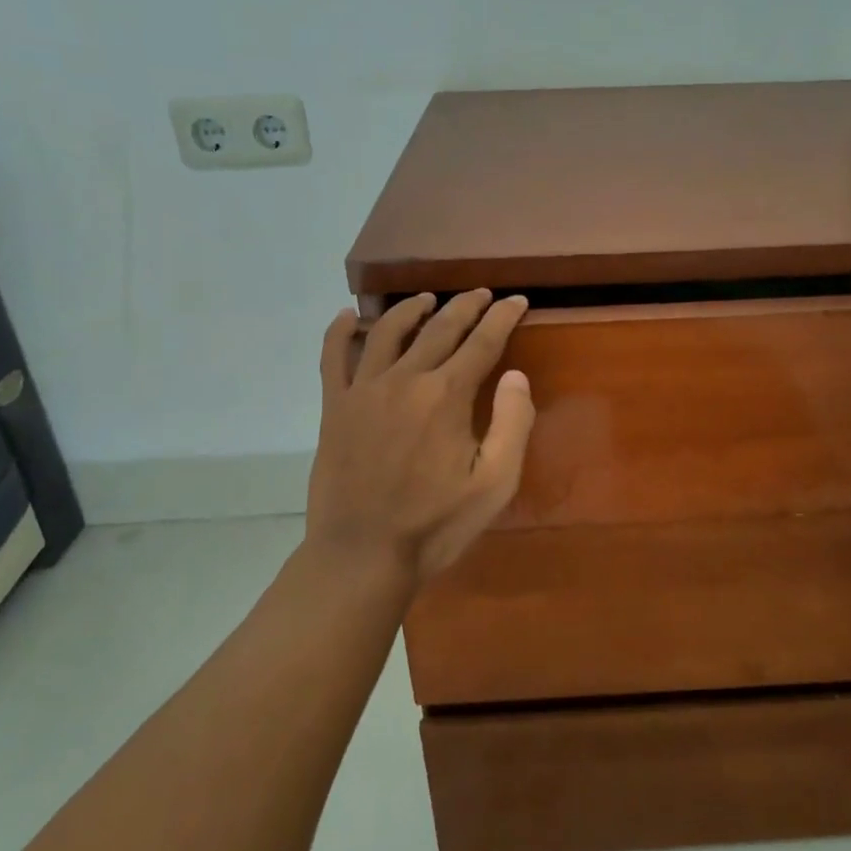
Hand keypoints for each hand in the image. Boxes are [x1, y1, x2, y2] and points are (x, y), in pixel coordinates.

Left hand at [306, 289, 535, 584]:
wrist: (362, 555)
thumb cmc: (435, 524)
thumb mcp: (495, 483)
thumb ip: (513, 423)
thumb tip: (516, 375)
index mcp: (447, 396)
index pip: (482, 341)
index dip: (503, 317)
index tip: (516, 301)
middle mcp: (405, 379)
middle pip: (440, 328)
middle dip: (465, 306)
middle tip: (482, 294)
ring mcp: (364, 390)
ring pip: (388, 331)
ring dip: (411, 308)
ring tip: (426, 299)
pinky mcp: (334, 407)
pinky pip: (333, 357)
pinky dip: (340, 331)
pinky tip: (347, 317)